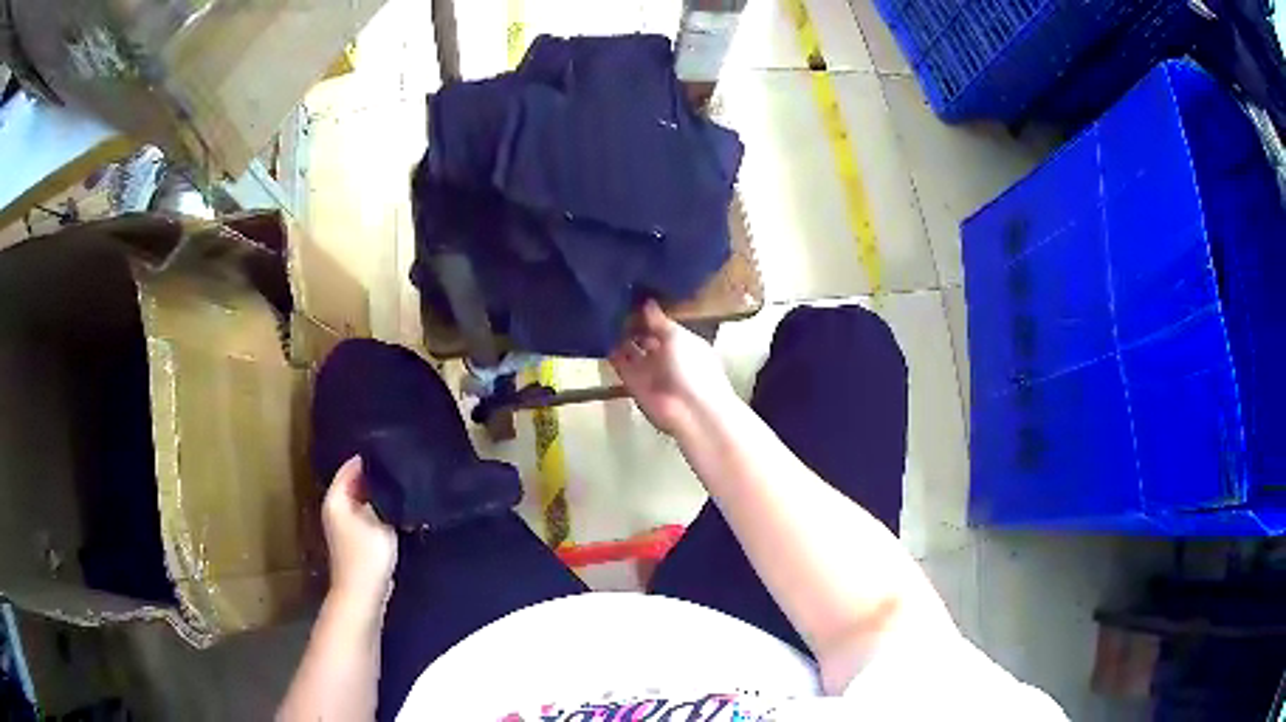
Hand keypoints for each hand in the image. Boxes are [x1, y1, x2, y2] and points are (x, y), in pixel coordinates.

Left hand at [322, 456, 396, 608]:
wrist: (362, 595)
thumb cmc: (367, 555)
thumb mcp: (380, 520)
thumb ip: (384, 497)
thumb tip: (389, 478)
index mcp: (335, 499)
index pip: (351, 466)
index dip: (369, 458)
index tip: (392, 450)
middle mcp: (336, 508)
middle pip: (356, 483)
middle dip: (375, 476)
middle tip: (402, 467)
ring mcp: (344, 526)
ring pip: (363, 500)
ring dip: (379, 495)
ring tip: (403, 486)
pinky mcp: (356, 540)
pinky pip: (368, 515)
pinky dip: (380, 510)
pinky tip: (398, 511)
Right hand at [610, 300, 738, 436]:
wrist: (691, 411)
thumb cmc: (692, 368)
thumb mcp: (677, 337)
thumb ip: (658, 320)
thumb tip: (647, 302)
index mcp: (681, 340)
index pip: (660, 322)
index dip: (647, 310)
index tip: (630, 291)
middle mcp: (664, 353)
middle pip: (643, 334)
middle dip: (629, 321)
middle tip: (610, 298)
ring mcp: (647, 368)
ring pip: (629, 347)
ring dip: (617, 334)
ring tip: (601, 311)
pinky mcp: (632, 382)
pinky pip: (619, 362)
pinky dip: (609, 350)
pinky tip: (598, 332)